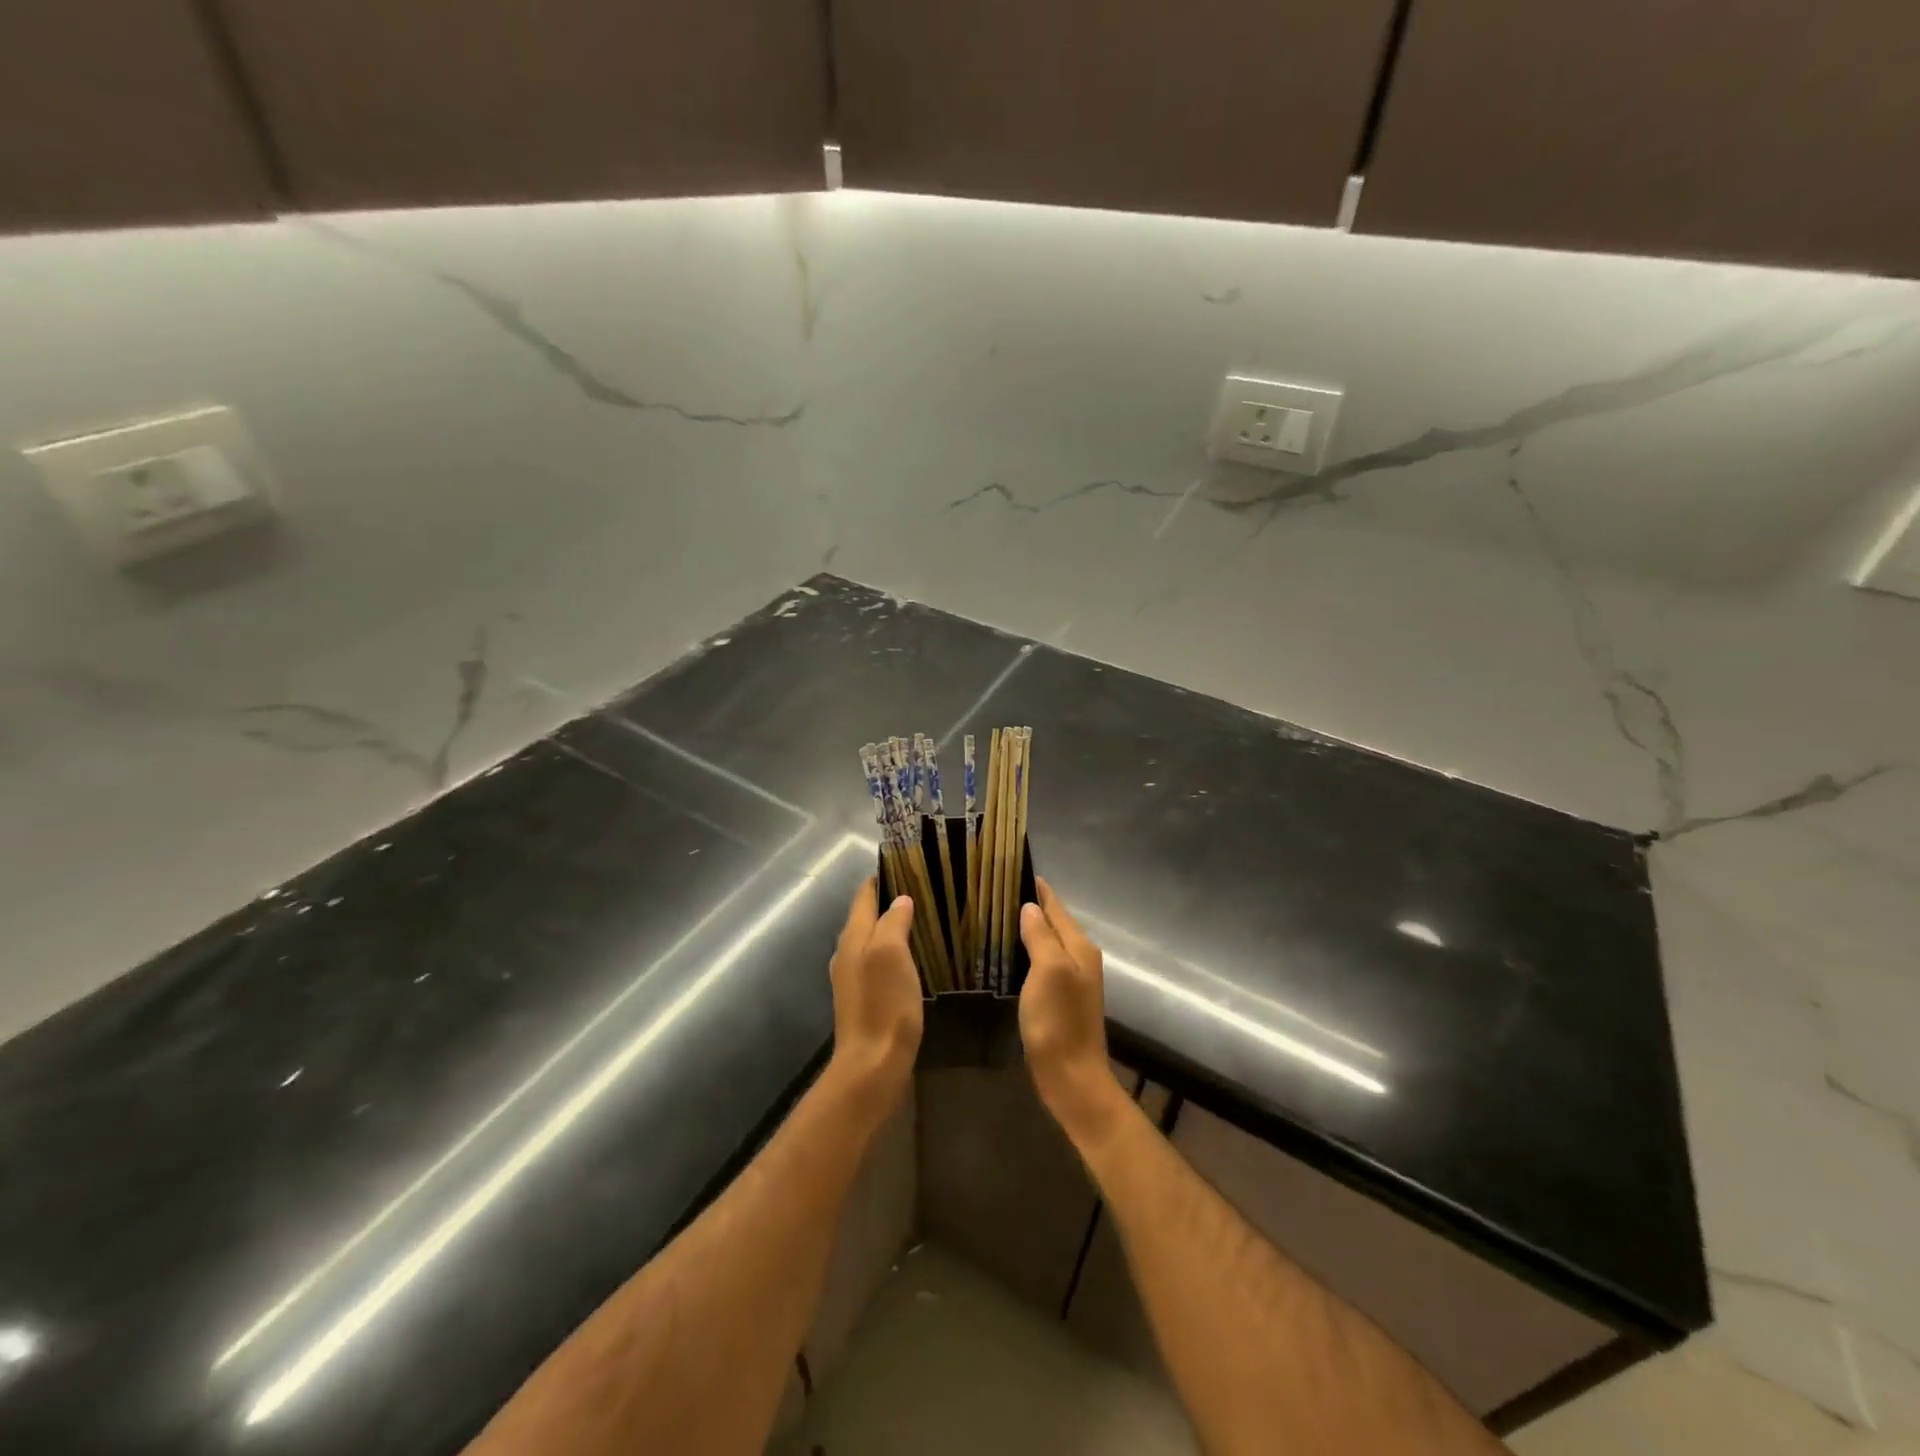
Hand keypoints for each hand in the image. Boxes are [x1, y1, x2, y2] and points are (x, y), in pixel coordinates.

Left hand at [827, 879, 922, 1111]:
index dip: (880, 878)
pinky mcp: (864, 1000)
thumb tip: (900, 900)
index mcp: (852, 938)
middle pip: (865, 918)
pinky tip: (911, 958)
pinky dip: (893, 952)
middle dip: (888, 900)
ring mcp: (853, 980)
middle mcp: (847, 954)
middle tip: (920, 888)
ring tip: (920, 919)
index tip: (903, 862)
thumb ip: (893, 922)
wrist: (872, 1066)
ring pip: (871, 941)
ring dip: (891, 927)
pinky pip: (878, 963)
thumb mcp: (891, 955)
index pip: (864, 897)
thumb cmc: (884, 1005)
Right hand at [1019, 879, 1126, 1139]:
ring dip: (1029, 928)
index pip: (1057, 906)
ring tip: (998, 915)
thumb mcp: (1048, 971)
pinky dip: (1028, 950)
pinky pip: (1043, 962)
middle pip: (1054, 922)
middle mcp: (1080, 958)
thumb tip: (1029, 906)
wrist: (1072, 1078)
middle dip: (1031, 905)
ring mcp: (1072, 980)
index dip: (1038, 888)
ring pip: (1049, 942)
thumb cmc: (1058, 1022)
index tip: (1013, 868)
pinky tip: (1010, 952)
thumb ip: (1041, 936)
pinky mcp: (1060, 999)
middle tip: (997, 889)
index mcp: (1079, 947)